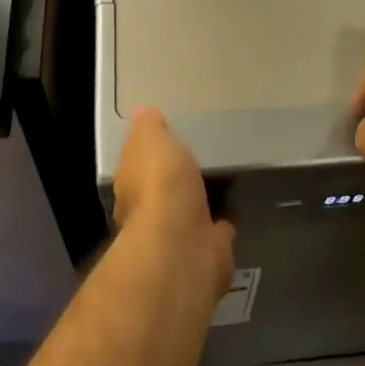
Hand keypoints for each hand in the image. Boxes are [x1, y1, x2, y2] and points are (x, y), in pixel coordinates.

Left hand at [114, 107, 235, 302]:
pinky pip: (215, 232)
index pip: (136, 169)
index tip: (164, 145)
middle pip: (161, 194)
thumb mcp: (149, 139)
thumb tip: (142, 113)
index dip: (148, 157)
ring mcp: (178, 237)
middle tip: (194, 164)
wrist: (183, 243)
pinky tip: (233, 209)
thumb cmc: (159, 183)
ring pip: (188, 213)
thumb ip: (148, 127)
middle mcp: (148, 216)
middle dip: (173, 183)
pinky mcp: (207, 252)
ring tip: (219, 181)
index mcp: (131, 187)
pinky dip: (222, 223)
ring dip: (199, 202)